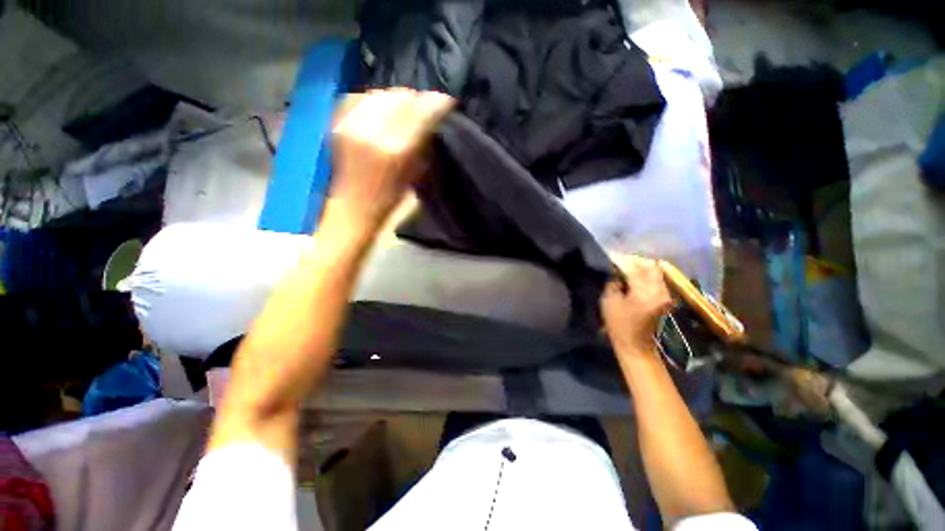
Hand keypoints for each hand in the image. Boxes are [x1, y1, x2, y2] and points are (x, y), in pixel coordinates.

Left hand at [328, 88, 453, 234]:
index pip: (419, 112)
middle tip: (427, 106)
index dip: (436, 103)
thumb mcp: (415, 175)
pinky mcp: (339, 122)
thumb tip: (434, 119)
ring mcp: (350, 124)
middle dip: (418, 99)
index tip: (448, 101)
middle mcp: (370, 131)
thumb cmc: (390, 200)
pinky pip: (362, 97)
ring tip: (407, 108)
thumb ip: (424, 144)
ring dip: (398, 98)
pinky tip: (385, 110)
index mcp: (393, 150)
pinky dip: (378, 100)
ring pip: (381, 94)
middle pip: (400, 97)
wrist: (353, 207)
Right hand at [601, 254, 673, 353]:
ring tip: (622, 264)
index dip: (620, 259)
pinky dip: (643, 271)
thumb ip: (612, 282)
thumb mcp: (609, 302)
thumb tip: (613, 269)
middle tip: (616, 258)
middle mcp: (659, 290)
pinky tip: (631, 273)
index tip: (608, 255)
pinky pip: (655, 277)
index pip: (634, 267)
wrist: (636, 346)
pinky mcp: (663, 296)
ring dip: (639, 264)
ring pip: (654, 269)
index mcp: (645, 292)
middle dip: (632, 259)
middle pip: (649, 265)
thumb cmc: (619, 326)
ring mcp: (664, 293)